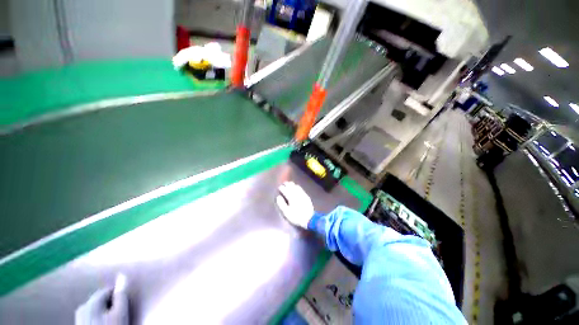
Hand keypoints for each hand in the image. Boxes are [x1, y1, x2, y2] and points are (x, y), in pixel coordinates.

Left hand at [75, 287, 128, 324]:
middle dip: (110, 304)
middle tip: (121, 313)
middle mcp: (82, 307)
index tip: (126, 303)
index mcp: (91, 302)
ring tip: (113, 321)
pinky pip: (91, 318)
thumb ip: (121, 294)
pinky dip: (99, 319)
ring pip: (95, 310)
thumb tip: (122, 276)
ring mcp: (78, 319)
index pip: (108, 290)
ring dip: (104, 312)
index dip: (119, 295)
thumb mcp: (120, 313)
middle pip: (100, 300)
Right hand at [276, 181, 314, 228]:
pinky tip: (296, 187)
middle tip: (283, 184)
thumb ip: (281, 204)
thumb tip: (278, 197)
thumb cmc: (296, 216)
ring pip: (296, 186)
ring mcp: (302, 194)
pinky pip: (301, 189)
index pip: (285, 190)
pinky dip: (297, 187)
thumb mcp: (286, 212)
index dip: (281, 188)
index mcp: (291, 197)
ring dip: (292, 185)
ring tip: (289, 184)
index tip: (279, 188)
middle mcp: (296, 193)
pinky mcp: (306, 196)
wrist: (309, 219)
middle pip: (291, 186)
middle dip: (286, 184)